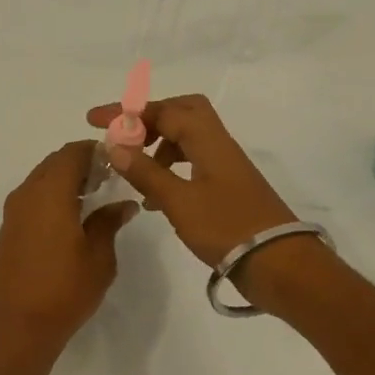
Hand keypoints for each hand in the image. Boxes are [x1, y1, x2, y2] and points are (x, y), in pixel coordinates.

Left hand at [0, 141, 139, 361]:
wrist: (14, 328)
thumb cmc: (63, 289)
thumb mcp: (99, 257)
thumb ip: (109, 223)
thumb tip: (123, 204)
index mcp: (50, 191)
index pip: (73, 153)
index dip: (96, 151)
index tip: (118, 160)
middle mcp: (27, 193)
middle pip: (55, 162)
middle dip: (81, 164)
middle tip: (109, 179)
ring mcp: (14, 212)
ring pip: (42, 179)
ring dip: (65, 180)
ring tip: (94, 198)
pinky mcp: (9, 230)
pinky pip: (33, 198)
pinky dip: (53, 197)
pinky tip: (72, 219)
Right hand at [83, 94, 296, 268]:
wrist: (279, 264)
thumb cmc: (227, 227)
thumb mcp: (178, 201)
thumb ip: (145, 172)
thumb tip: (114, 145)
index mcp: (208, 139)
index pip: (162, 110)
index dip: (126, 112)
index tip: (95, 120)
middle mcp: (218, 144)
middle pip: (182, 111)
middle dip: (148, 118)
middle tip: (124, 136)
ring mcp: (225, 165)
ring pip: (188, 137)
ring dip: (158, 145)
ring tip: (133, 170)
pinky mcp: (227, 186)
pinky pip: (193, 161)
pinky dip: (170, 168)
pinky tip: (154, 196)